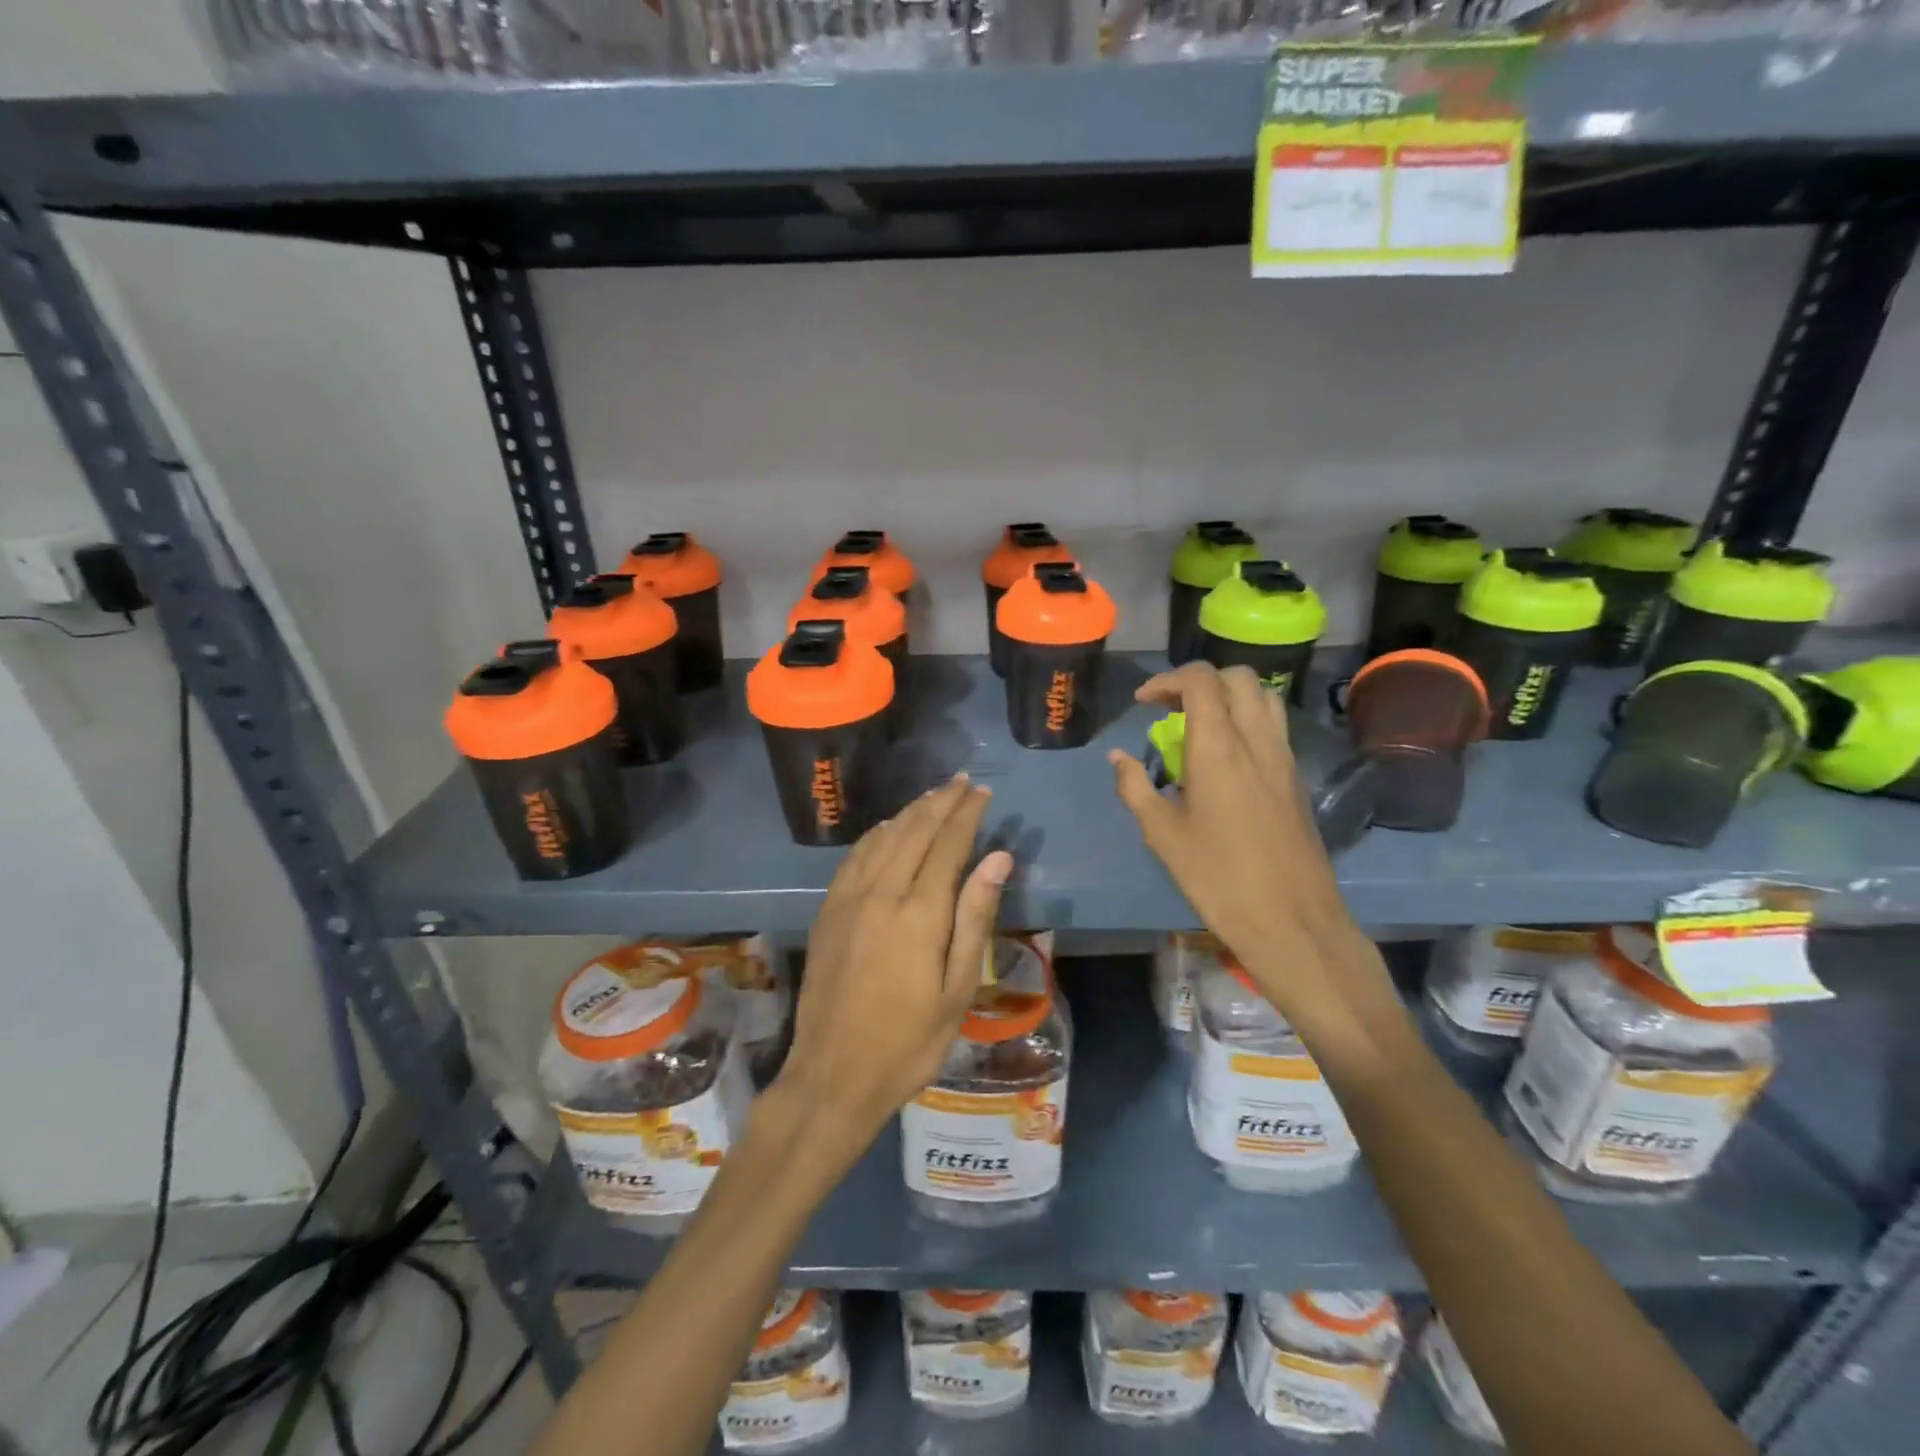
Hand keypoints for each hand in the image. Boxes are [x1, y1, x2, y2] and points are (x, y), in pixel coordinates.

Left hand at [774, 775, 1012, 1164]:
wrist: (833, 1075)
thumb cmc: (908, 1041)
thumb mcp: (957, 989)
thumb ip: (975, 917)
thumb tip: (998, 858)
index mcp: (919, 912)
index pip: (947, 844)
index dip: (966, 814)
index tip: (981, 792)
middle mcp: (881, 893)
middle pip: (913, 831)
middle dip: (939, 802)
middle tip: (961, 782)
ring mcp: (848, 900)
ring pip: (882, 838)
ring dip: (909, 812)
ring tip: (931, 797)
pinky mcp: (828, 912)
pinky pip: (854, 858)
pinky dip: (876, 835)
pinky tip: (885, 830)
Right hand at [1109, 664, 1384, 1024]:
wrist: (1291, 919)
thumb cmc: (1217, 877)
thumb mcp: (1162, 834)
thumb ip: (1135, 787)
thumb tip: (1118, 758)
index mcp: (1219, 748)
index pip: (1201, 681)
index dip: (1167, 680)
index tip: (1143, 703)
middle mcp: (1257, 741)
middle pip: (1238, 678)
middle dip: (1200, 680)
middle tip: (1171, 709)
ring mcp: (1284, 758)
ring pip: (1263, 697)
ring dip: (1229, 696)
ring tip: (1199, 726)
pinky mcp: (1296, 778)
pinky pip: (1274, 727)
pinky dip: (1247, 720)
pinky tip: (1225, 757)